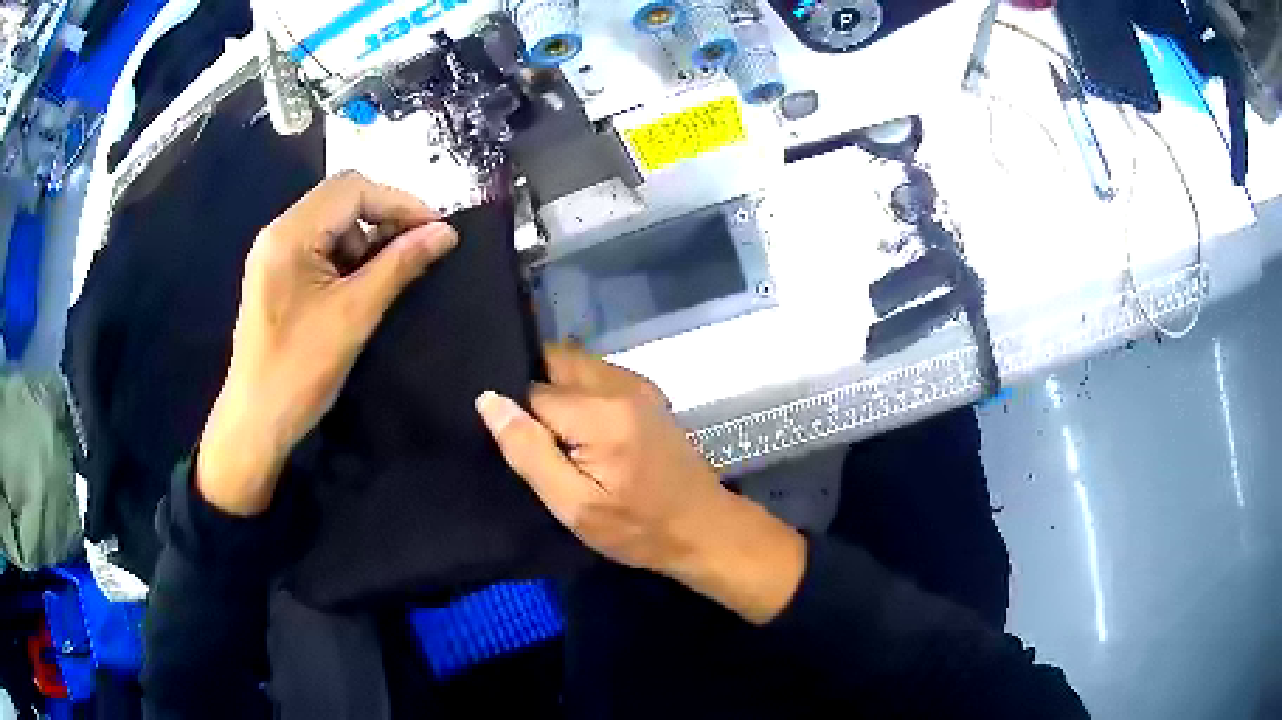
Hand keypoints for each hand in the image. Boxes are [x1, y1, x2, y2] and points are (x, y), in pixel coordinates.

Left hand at [198, 172, 458, 515]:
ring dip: (368, 237)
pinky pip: (320, 246)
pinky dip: (349, 256)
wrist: (256, 422)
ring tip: (393, 270)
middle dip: (385, 217)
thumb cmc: (300, 371)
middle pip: (341, 198)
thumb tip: (445, 233)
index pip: (352, 189)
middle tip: (420, 246)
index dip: (400, 202)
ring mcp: (275, 253)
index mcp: (290, 233)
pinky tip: (363, 282)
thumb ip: (400, 265)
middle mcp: (278, 232)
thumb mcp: (355, 315)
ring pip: (332, 221)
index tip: (437, 229)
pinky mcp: (277, 275)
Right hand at [476, 345, 806, 624]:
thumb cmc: (637, 528)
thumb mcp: (574, 505)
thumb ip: (529, 451)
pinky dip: (578, 393)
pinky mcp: (646, 392)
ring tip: (556, 438)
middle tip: (535, 440)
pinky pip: (596, 376)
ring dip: (556, 391)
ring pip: (574, 366)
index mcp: (600, 411)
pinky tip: (582, 433)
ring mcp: (638, 384)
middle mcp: (620, 383)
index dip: (519, 418)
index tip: (526, 448)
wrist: (703, 528)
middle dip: (534, 391)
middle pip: (555, 362)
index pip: (531, 390)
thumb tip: (489, 400)